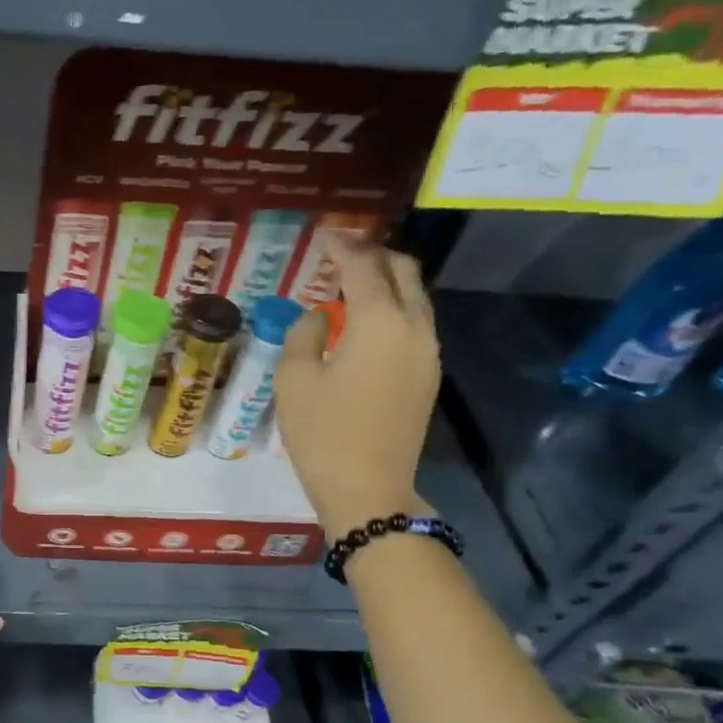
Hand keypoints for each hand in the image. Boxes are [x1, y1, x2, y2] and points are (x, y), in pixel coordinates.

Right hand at [274, 236, 438, 535]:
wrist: (368, 489)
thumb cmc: (323, 434)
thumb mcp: (295, 380)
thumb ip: (304, 335)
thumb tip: (319, 316)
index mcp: (379, 323)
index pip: (364, 267)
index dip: (342, 246)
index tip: (323, 234)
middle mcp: (413, 328)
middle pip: (403, 272)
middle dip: (373, 254)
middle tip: (340, 251)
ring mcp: (427, 353)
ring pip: (414, 298)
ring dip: (385, 281)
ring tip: (349, 283)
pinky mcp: (426, 376)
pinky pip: (413, 324)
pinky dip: (391, 309)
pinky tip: (362, 322)